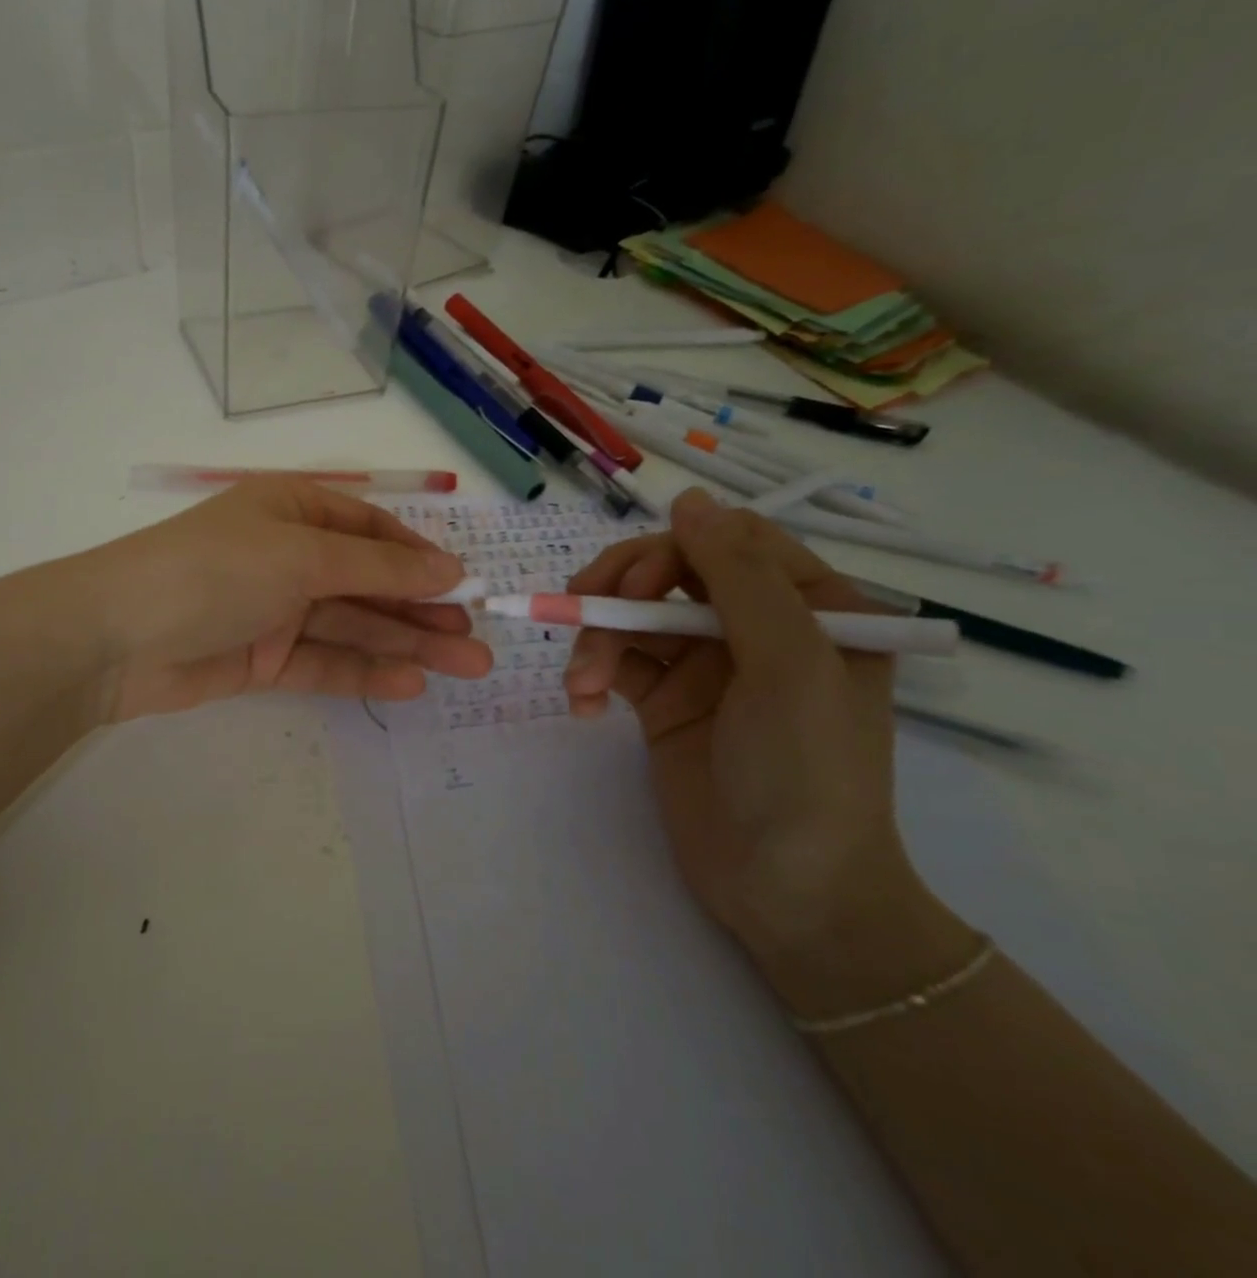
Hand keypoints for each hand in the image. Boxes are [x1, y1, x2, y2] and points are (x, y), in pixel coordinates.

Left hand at [73, 477, 492, 722]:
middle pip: (368, 583)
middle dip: (422, 610)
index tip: (464, 586)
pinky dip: (364, 672)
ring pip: (353, 626)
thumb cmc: (214, 570)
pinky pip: (324, 662)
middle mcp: (287, 556)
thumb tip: (448, 569)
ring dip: (406, 644)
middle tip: (479, 641)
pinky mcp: (263, 659)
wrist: (115, 638)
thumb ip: (376, 569)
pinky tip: (410, 683)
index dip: (417, 558)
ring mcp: (275, 610)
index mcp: (292, 510)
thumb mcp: (301, 556)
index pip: (370, 531)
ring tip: (466, 667)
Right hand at [563, 489, 968, 1010]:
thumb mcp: (789, 664)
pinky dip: (592, 675)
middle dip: (619, 591)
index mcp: (810, 606)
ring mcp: (706, 665)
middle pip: (669, 570)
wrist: (788, 893)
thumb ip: (739, 577)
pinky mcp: (666, 701)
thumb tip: (688, 499)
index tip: (632, 587)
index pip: (727, 541)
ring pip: (633, 616)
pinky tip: (581, 702)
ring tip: (581, 683)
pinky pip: (618, 663)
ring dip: (596, 640)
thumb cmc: (806, 772)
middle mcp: (755, 626)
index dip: (669, 551)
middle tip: (581, 616)